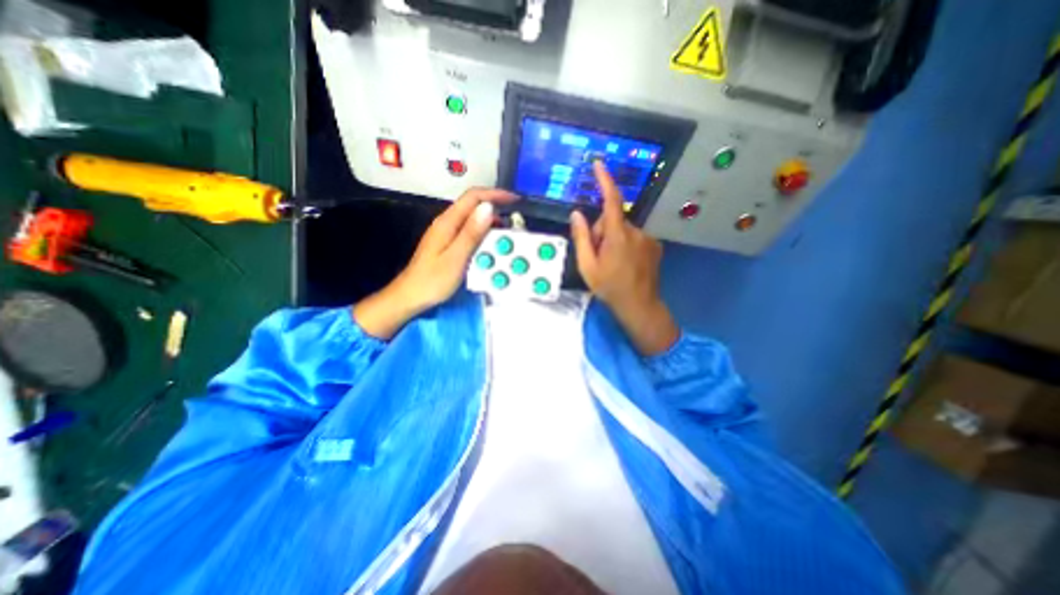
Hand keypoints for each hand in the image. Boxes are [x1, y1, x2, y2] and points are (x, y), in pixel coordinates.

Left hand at [352, 188, 515, 339]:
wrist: (410, 297)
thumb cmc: (433, 280)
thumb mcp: (456, 258)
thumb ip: (471, 233)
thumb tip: (488, 207)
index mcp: (447, 222)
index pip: (473, 197)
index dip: (495, 194)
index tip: (515, 200)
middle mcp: (447, 223)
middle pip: (473, 205)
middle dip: (495, 207)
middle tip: (514, 221)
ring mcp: (446, 233)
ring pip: (472, 219)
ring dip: (491, 222)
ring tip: (507, 234)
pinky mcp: (448, 243)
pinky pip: (469, 231)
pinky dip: (483, 233)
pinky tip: (491, 245)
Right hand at [572, 159, 679, 354]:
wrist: (639, 305)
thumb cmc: (609, 287)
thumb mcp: (587, 266)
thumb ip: (581, 238)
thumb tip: (576, 214)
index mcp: (618, 236)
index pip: (611, 201)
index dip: (605, 180)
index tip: (599, 164)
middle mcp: (636, 231)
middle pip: (613, 220)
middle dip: (602, 232)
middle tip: (597, 255)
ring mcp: (648, 238)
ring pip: (624, 229)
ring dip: (614, 239)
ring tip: (612, 262)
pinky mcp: (655, 245)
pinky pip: (635, 237)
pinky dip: (626, 244)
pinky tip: (625, 263)